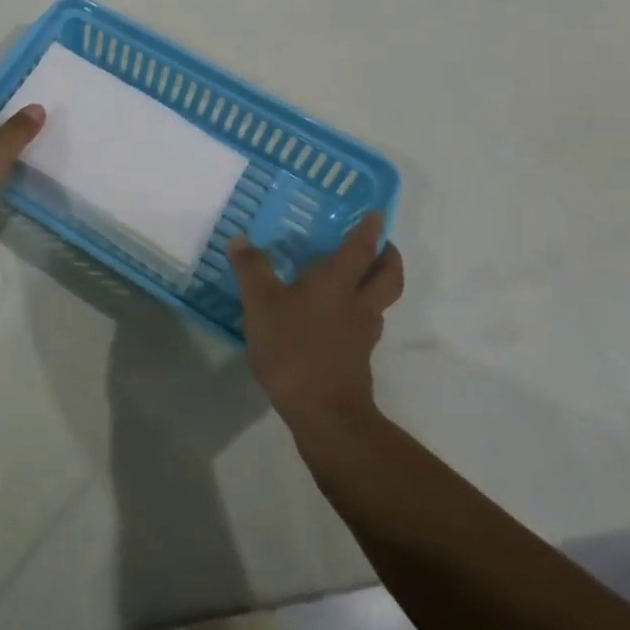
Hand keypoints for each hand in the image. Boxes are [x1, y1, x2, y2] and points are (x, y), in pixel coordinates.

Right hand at [228, 213, 403, 431]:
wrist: (324, 415)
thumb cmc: (293, 348)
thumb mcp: (261, 303)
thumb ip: (251, 269)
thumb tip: (240, 239)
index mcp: (337, 282)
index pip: (360, 248)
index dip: (370, 229)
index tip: (378, 214)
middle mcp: (357, 304)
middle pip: (387, 277)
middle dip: (388, 258)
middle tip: (381, 245)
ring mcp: (361, 335)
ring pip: (378, 302)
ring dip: (374, 286)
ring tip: (354, 278)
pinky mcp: (356, 360)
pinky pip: (363, 326)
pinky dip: (356, 314)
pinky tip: (333, 318)